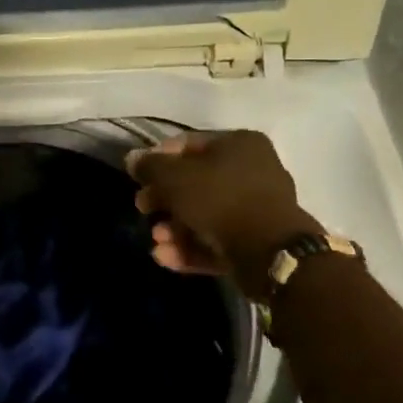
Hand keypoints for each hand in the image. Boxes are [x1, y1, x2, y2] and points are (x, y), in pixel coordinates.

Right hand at [126, 130, 316, 290]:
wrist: (269, 253)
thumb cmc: (220, 201)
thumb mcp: (175, 178)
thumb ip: (150, 166)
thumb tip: (133, 159)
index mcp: (239, 144)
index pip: (187, 144)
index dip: (157, 160)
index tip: (138, 179)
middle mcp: (253, 170)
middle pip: (195, 182)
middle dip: (164, 200)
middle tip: (143, 209)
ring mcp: (257, 208)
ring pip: (204, 214)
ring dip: (174, 228)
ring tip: (157, 241)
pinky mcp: (256, 241)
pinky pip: (217, 239)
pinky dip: (191, 247)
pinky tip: (166, 257)